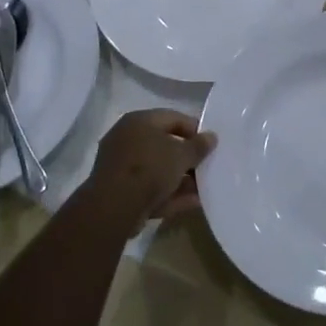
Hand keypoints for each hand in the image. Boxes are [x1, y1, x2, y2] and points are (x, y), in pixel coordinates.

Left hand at [86, 109, 216, 225]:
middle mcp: (127, 139)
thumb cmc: (149, 168)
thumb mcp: (181, 155)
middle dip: (187, 158)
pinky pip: (151, 189)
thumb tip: (211, 136)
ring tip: (204, 188)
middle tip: (207, 166)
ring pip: (158, 170)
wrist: (114, 207)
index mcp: (139, 121)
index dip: (194, 129)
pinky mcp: (121, 192)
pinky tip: (193, 202)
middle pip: (164, 145)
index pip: (172, 118)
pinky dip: (170, 194)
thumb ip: (198, 146)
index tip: (210, 143)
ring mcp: (122, 167)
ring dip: (181, 179)